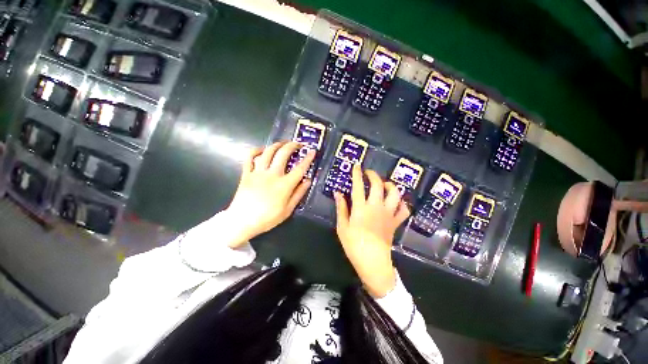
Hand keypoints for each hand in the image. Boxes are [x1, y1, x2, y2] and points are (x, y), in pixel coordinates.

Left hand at [225, 141, 315, 247]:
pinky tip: (262, 150)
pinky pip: (250, 157)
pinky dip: (256, 150)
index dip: (307, 159)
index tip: (312, 151)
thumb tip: (308, 181)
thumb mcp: (288, 210)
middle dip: (292, 146)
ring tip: (283, 143)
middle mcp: (272, 175)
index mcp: (284, 185)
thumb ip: (299, 194)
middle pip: (283, 154)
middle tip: (298, 144)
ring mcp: (258, 172)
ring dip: (277, 145)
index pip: (299, 168)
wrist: (242, 221)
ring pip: (268, 152)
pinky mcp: (247, 173)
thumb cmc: (267, 218)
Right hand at [334, 164, 409, 297]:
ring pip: (395, 194)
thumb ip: (341, 208)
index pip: (358, 186)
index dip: (357, 174)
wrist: (372, 261)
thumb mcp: (342, 226)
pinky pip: (403, 209)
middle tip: (368, 173)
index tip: (357, 166)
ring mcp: (388, 214)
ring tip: (384, 185)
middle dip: (373, 175)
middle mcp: (376, 207)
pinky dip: (401, 203)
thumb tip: (338, 193)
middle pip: (378, 185)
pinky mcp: (395, 222)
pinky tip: (396, 202)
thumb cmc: (354, 244)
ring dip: (390, 186)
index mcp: (361, 208)